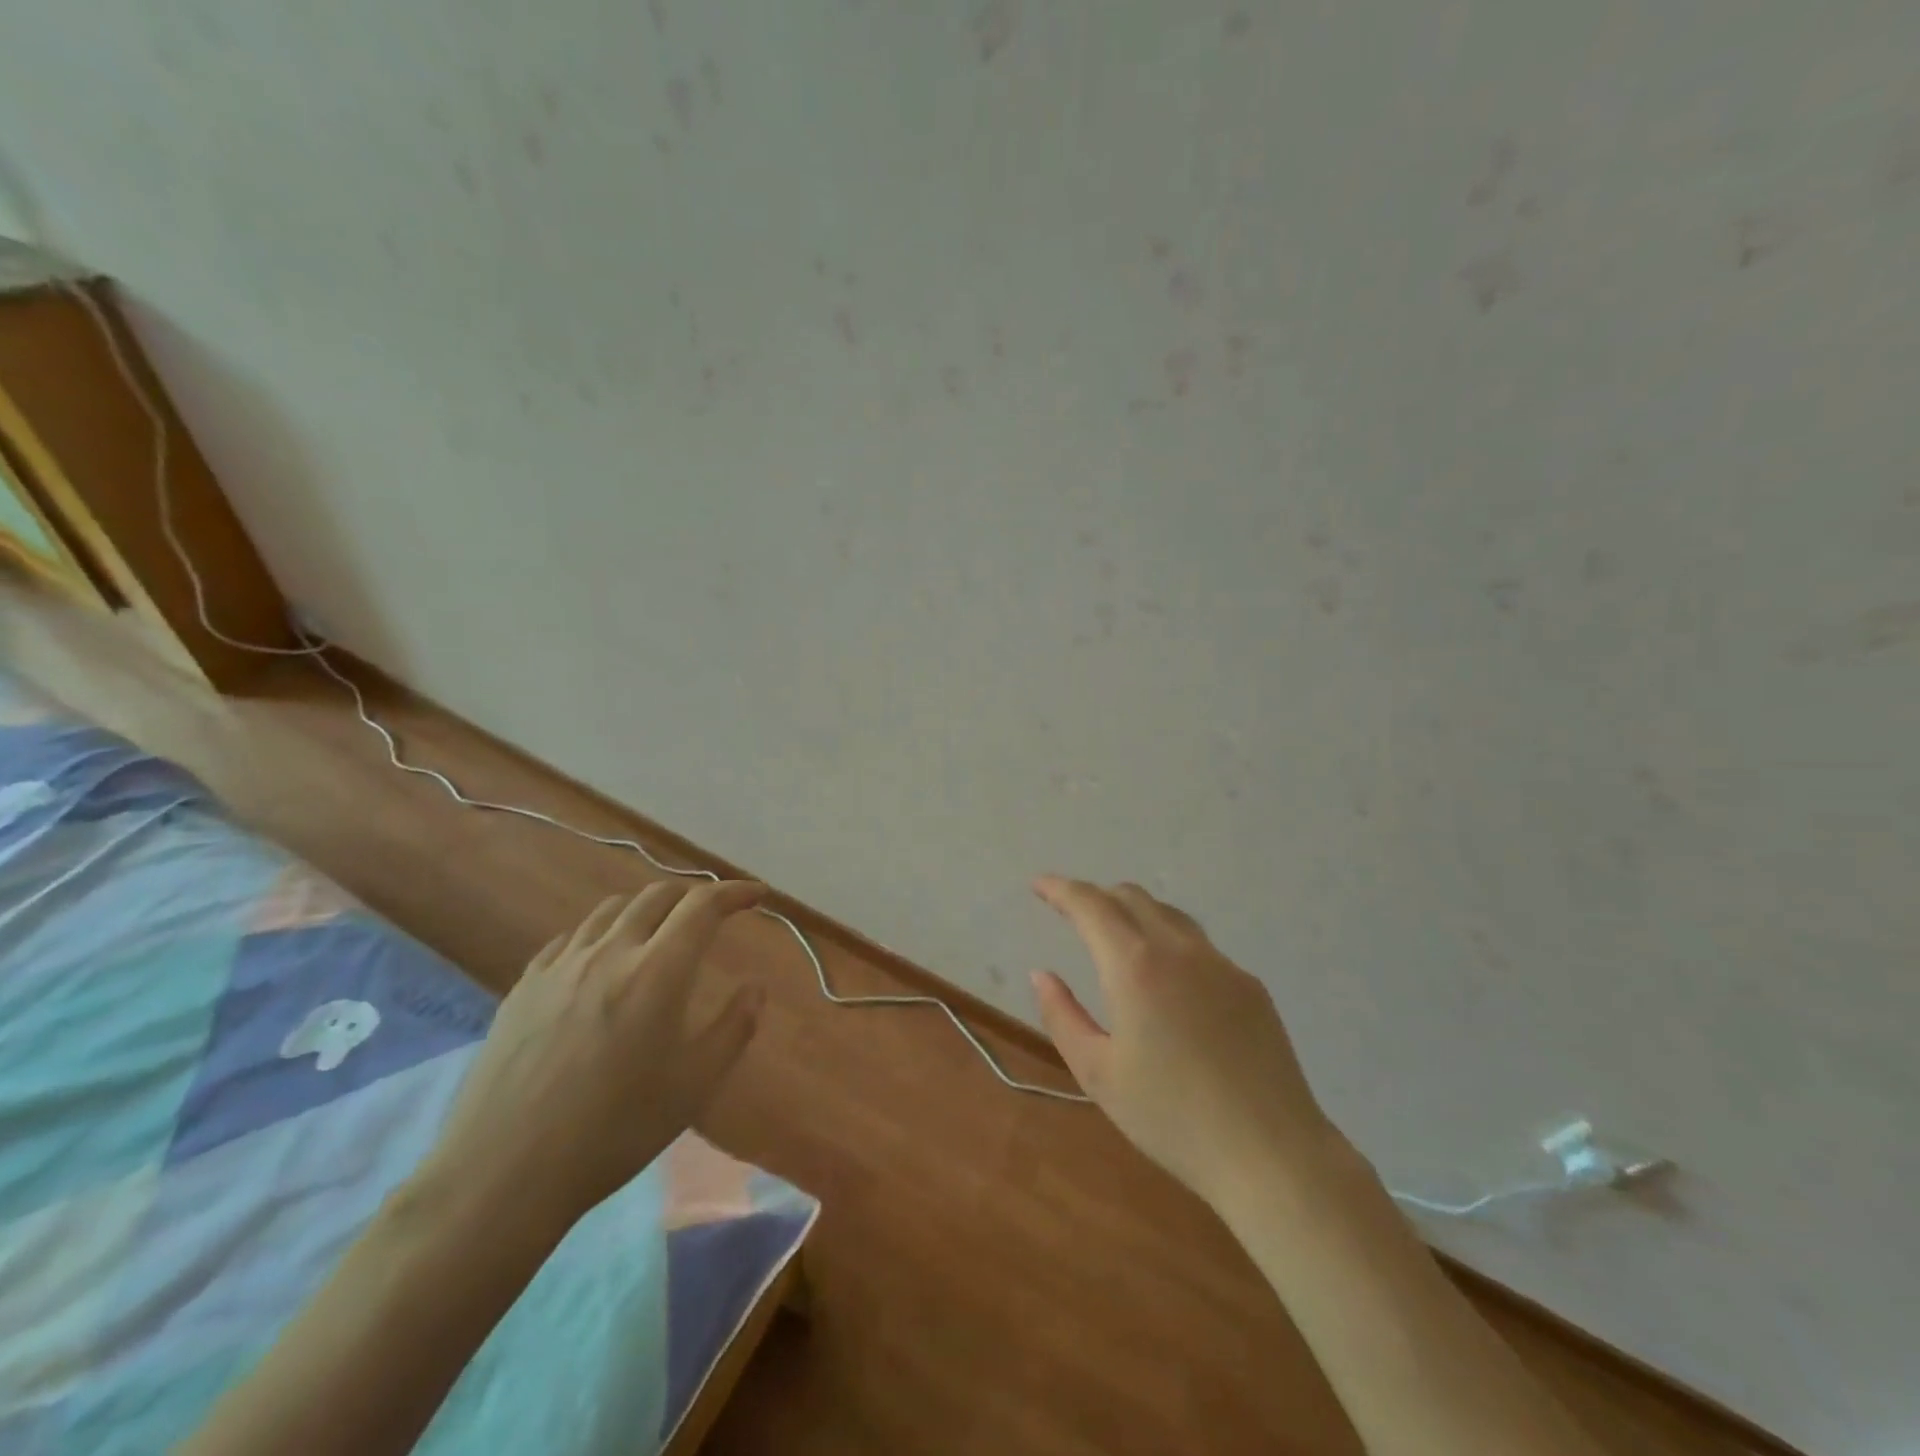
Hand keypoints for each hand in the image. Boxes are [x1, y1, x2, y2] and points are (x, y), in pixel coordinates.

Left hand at [418, 880, 766, 1236]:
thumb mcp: (694, 1085)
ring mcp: (560, 966)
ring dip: (646, 907)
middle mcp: (610, 952)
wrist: (503, 1174)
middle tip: (713, 912)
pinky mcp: (524, 987)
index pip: (703, 906)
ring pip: (611, 910)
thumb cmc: (614, 1130)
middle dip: (693, 894)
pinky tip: (600, 958)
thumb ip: (734, 1027)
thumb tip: (755, 988)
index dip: (734, 892)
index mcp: (657, 972)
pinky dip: (601, 932)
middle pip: (657, 896)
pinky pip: (570, 938)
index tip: (756, 894)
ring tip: (659, 928)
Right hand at [1030, 876, 1339, 1209]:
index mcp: (1135, 966)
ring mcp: (1221, 964)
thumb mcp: (1098, 1074)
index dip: (1060, 889)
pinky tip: (1168, 981)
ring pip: (1169, 914)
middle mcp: (1179, 949)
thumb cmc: (1172, 1118)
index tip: (1039, 885)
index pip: (1090, 905)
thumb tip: (1042, 974)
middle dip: (1096, 896)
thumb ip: (1062, 1016)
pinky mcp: (1250, 985)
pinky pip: (1199, 945)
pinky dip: (1169, 942)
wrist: (1271, 1154)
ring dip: (1134, 912)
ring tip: (1116, 936)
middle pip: (1132, 897)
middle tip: (1072, 912)